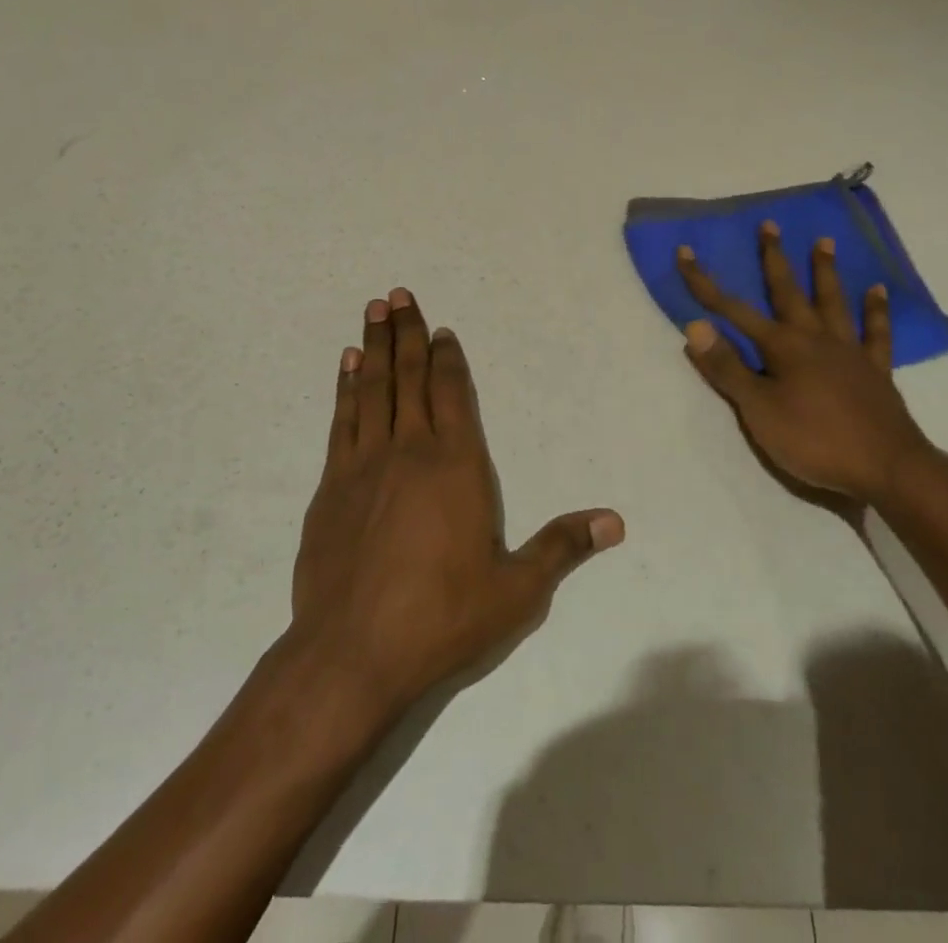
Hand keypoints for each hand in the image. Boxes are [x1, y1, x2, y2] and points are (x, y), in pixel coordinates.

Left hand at [290, 289, 623, 717]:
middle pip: (411, 377)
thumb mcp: (516, 590)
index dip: (450, 358)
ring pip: (373, 389)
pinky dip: (347, 387)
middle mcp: (410, 450)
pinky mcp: (332, 486)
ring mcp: (365, 465)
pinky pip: (343, 420)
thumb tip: (615, 520)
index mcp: (457, 465)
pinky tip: (348, 367)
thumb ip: (562, 547)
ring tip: (373, 310)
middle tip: (398, 294)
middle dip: (408, 333)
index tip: (443, 330)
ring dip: (375, 347)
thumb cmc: (442, 618)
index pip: (455, 394)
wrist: (351, 654)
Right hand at [677, 222, 935, 506]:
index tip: (686, 253)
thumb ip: (727, 368)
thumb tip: (694, 326)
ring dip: (825, 271)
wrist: (886, 468)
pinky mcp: (875, 370)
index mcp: (782, 347)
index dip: (705, 283)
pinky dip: (876, 310)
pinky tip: (878, 291)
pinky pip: (876, 332)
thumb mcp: (758, 410)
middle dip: (774, 258)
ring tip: (824, 242)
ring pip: (833, 302)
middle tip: (769, 225)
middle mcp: (814, 338)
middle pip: (789, 291)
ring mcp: (848, 351)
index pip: (733, 310)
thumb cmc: (814, 440)